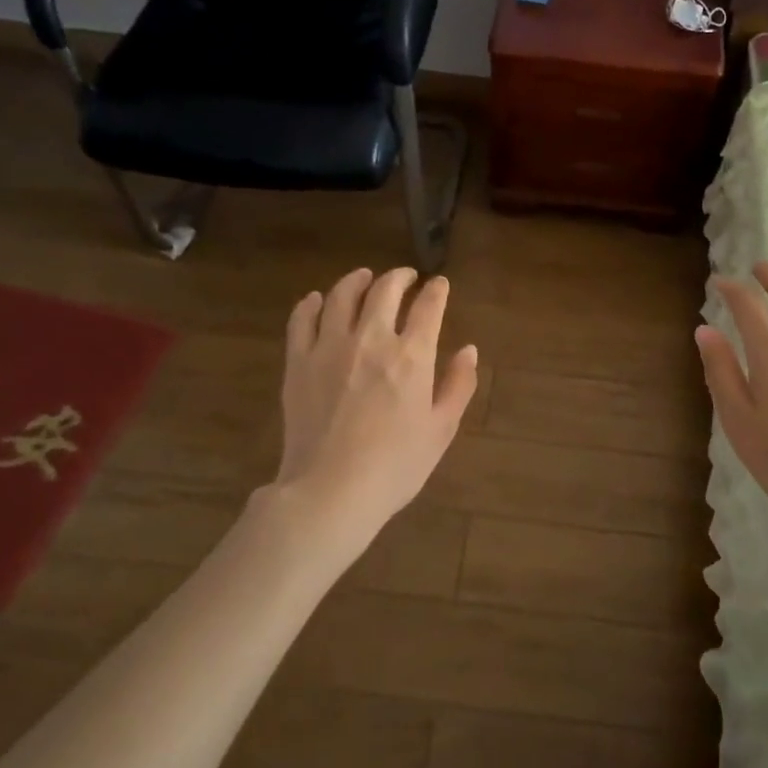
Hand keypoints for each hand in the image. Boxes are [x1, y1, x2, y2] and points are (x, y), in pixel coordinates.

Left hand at [271, 267, 479, 554]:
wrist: (331, 490)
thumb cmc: (396, 466)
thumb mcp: (441, 429)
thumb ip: (458, 385)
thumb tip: (468, 350)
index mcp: (412, 356)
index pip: (428, 307)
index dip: (437, 291)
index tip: (439, 285)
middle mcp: (371, 339)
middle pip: (385, 290)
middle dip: (400, 277)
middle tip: (406, 277)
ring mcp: (330, 347)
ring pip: (341, 295)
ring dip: (357, 280)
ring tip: (364, 277)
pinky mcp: (298, 362)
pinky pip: (302, 319)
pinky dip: (312, 303)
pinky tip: (318, 300)